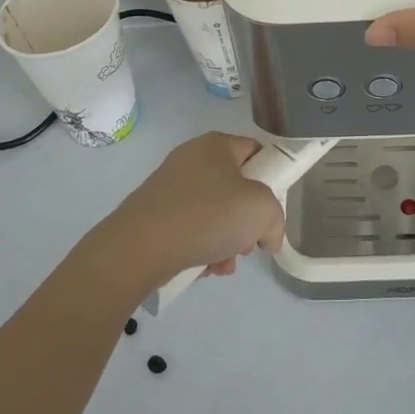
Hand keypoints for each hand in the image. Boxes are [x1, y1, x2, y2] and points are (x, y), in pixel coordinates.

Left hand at [98, 132, 286, 288]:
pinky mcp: (153, 213)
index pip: (256, 152)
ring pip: (213, 212)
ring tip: (223, 264)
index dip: (271, 178)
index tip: (272, 209)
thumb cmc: (206, 216)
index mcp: (217, 144)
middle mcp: (192, 158)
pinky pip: (190, 227)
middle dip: (246, 220)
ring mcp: (170, 185)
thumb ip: (276, 219)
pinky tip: (204, 269)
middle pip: (235, 187)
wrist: (138, 247)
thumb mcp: (261, 210)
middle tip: (248, 242)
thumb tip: (267, 236)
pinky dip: (201, 247)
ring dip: (226, 240)